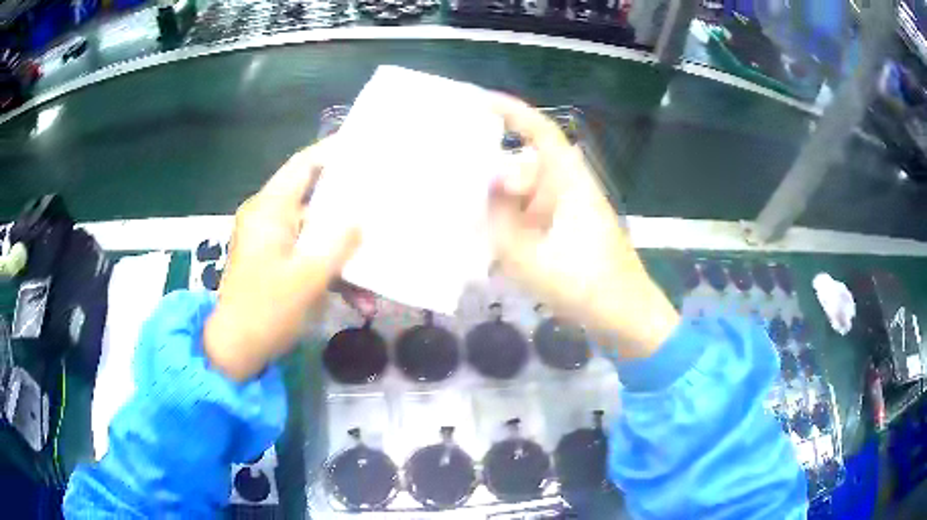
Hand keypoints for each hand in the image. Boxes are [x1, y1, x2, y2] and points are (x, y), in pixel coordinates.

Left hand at [204, 138, 360, 380]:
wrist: (236, 351)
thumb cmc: (265, 311)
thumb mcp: (307, 278)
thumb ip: (338, 244)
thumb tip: (361, 218)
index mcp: (269, 211)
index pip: (302, 166)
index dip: (332, 152)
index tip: (364, 148)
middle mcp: (269, 219)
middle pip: (314, 200)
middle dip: (349, 208)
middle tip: (383, 201)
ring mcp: (272, 243)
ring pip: (316, 235)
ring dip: (344, 255)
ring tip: (377, 271)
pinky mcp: (276, 264)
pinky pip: (308, 258)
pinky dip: (331, 274)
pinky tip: (359, 300)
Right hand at [488, 95, 678, 356]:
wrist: (624, 315)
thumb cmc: (584, 285)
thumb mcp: (530, 256)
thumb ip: (501, 217)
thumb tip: (486, 183)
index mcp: (568, 181)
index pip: (541, 131)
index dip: (512, 112)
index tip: (479, 101)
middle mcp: (570, 187)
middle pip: (527, 163)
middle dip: (493, 169)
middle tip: (456, 179)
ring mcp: (571, 209)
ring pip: (527, 191)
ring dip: (501, 201)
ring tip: (466, 214)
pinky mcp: (569, 229)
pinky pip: (533, 214)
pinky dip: (512, 221)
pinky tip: (492, 240)